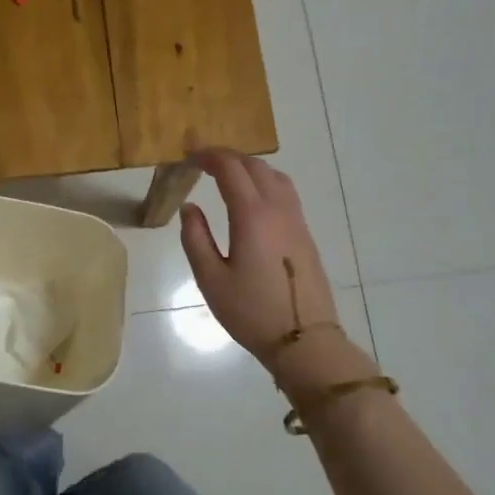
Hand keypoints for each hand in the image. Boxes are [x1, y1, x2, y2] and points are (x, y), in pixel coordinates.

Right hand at [179, 149, 342, 363]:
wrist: (305, 340)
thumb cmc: (251, 312)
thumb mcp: (211, 279)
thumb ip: (195, 238)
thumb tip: (189, 208)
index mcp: (252, 216)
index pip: (230, 169)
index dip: (208, 155)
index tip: (188, 154)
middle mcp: (277, 209)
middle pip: (254, 166)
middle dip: (227, 157)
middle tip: (202, 161)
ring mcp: (296, 220)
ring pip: (275, 175)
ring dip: (249, 167)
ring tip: (227, 174)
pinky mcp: (305, 234)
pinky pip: (285, 192)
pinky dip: (264, 181)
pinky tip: (253, 198)